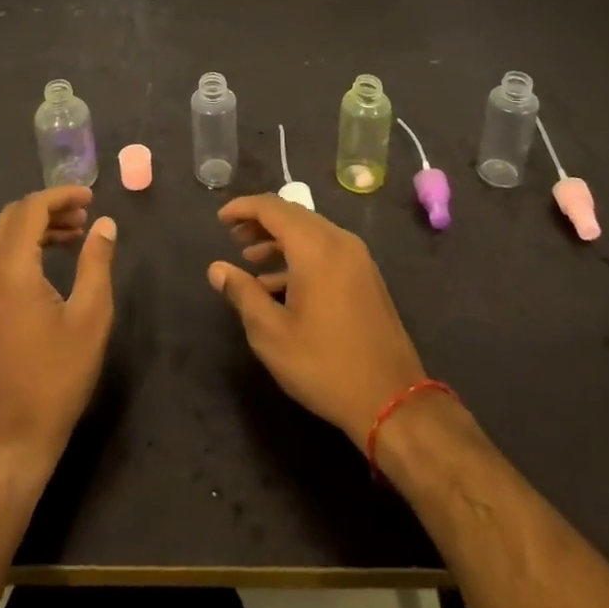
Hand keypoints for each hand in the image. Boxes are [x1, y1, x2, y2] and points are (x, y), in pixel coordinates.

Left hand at [0, 186, 116, 470]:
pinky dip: (23, 250)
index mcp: (9, 271)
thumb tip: (104, 224)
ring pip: (2, 240)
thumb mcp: (90, 317)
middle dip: (48, 208)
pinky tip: (50, 265)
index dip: (61, 196)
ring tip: (75, 237)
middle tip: (85, 217)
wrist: (9, 440)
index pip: (30, 209)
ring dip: (36, 229)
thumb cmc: (56, 378)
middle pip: (11, 218)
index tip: (91, 198)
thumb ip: (96, 263)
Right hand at [208, 194, 426, 444]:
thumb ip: (242, 293)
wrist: (392, 400)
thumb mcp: (271, 334)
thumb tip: (217, 269)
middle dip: (260, 222)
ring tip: (250, 258)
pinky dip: (299, 255)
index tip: (220, 219)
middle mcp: (338, 241)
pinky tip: (279, 282)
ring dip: (279, 239)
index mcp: (315, 247)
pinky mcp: (365, 276)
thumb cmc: (324, 365)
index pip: (272, 208)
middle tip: (232, 238)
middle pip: (293, 214)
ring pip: (310, 231)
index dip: (243, 208)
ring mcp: (357, 257)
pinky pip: (326, 249)